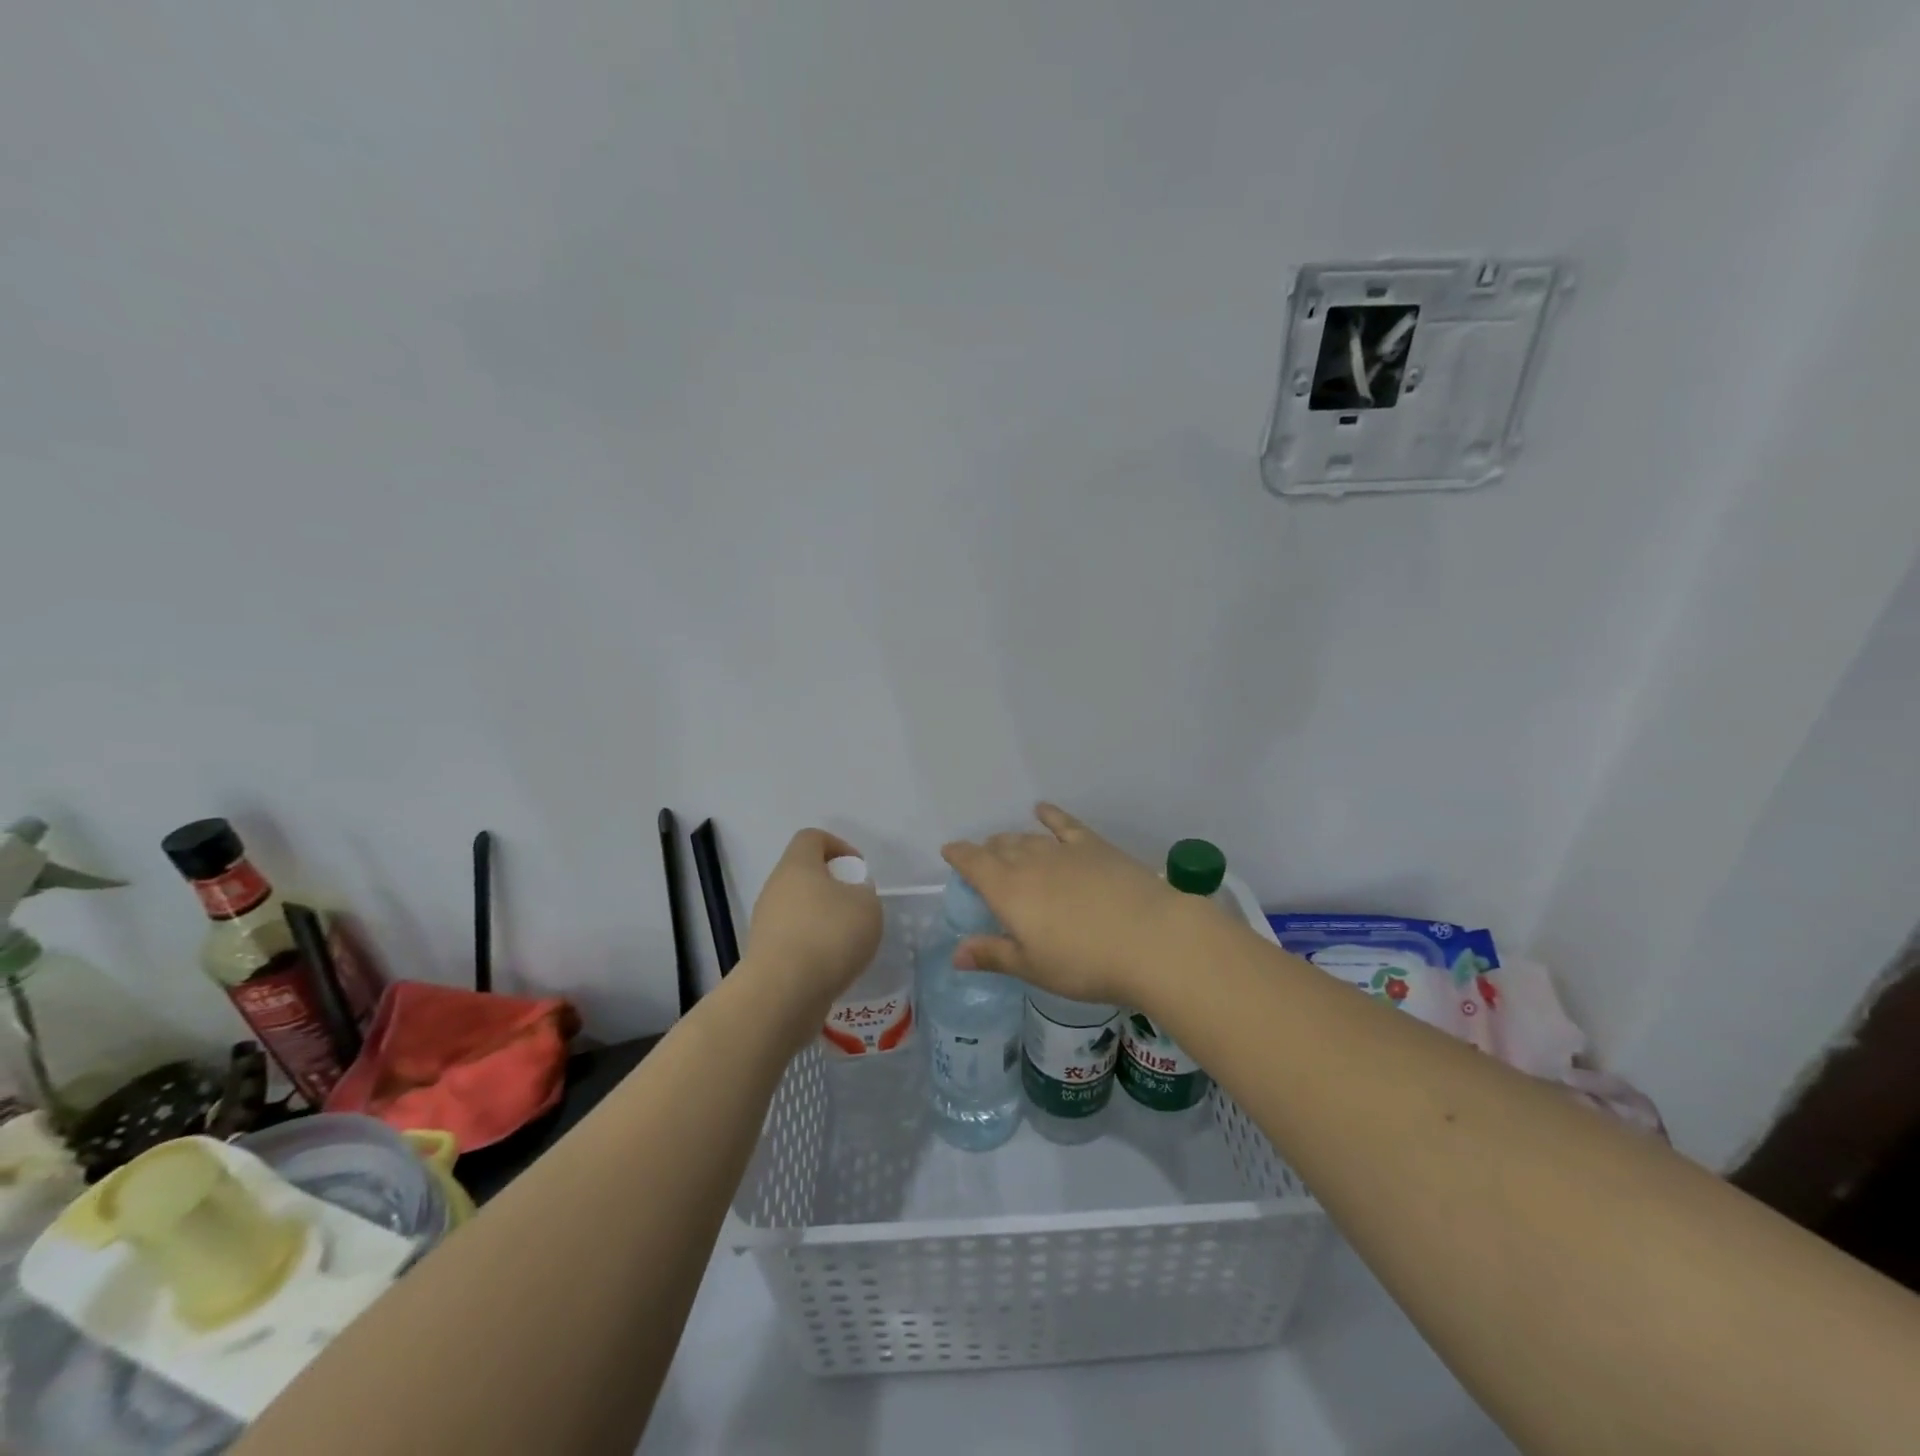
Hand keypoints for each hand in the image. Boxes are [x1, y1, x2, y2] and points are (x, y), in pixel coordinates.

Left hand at [742, 829, 883, 1042]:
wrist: (783, 993)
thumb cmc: (829, 935)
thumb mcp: (867, 906)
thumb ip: (864, 893)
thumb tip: (851, 897)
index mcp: (797, 865)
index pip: (812, 837)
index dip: (838, 846)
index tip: (858, 871)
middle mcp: (776, 888)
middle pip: (805, 875)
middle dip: (834, 888)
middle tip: (858, 909)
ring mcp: (766, 923)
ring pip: (800, 910)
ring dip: (824, 921)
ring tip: (849, 944)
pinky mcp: (765, 955)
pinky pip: (795, 940)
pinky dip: (814, 948)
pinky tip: (833, 967)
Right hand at [941, 804, 1210, 1008]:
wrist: (1151, 939)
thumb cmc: (1085, 963)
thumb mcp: (1033, 967)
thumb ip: (993, 954)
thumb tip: (955, 953)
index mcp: (1008, 890)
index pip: (973, 863)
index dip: (959, 855)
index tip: (949, 851)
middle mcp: (1030, 862)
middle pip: (1000, 848)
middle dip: (987, 852)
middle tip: (984, 862)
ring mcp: (1064, 850)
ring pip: (1028, 838)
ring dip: (1013, 840)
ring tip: (1007, 844)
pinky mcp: (1095, 846)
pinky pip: (1065, 824)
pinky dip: (1050, 815)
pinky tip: (1042, 809)